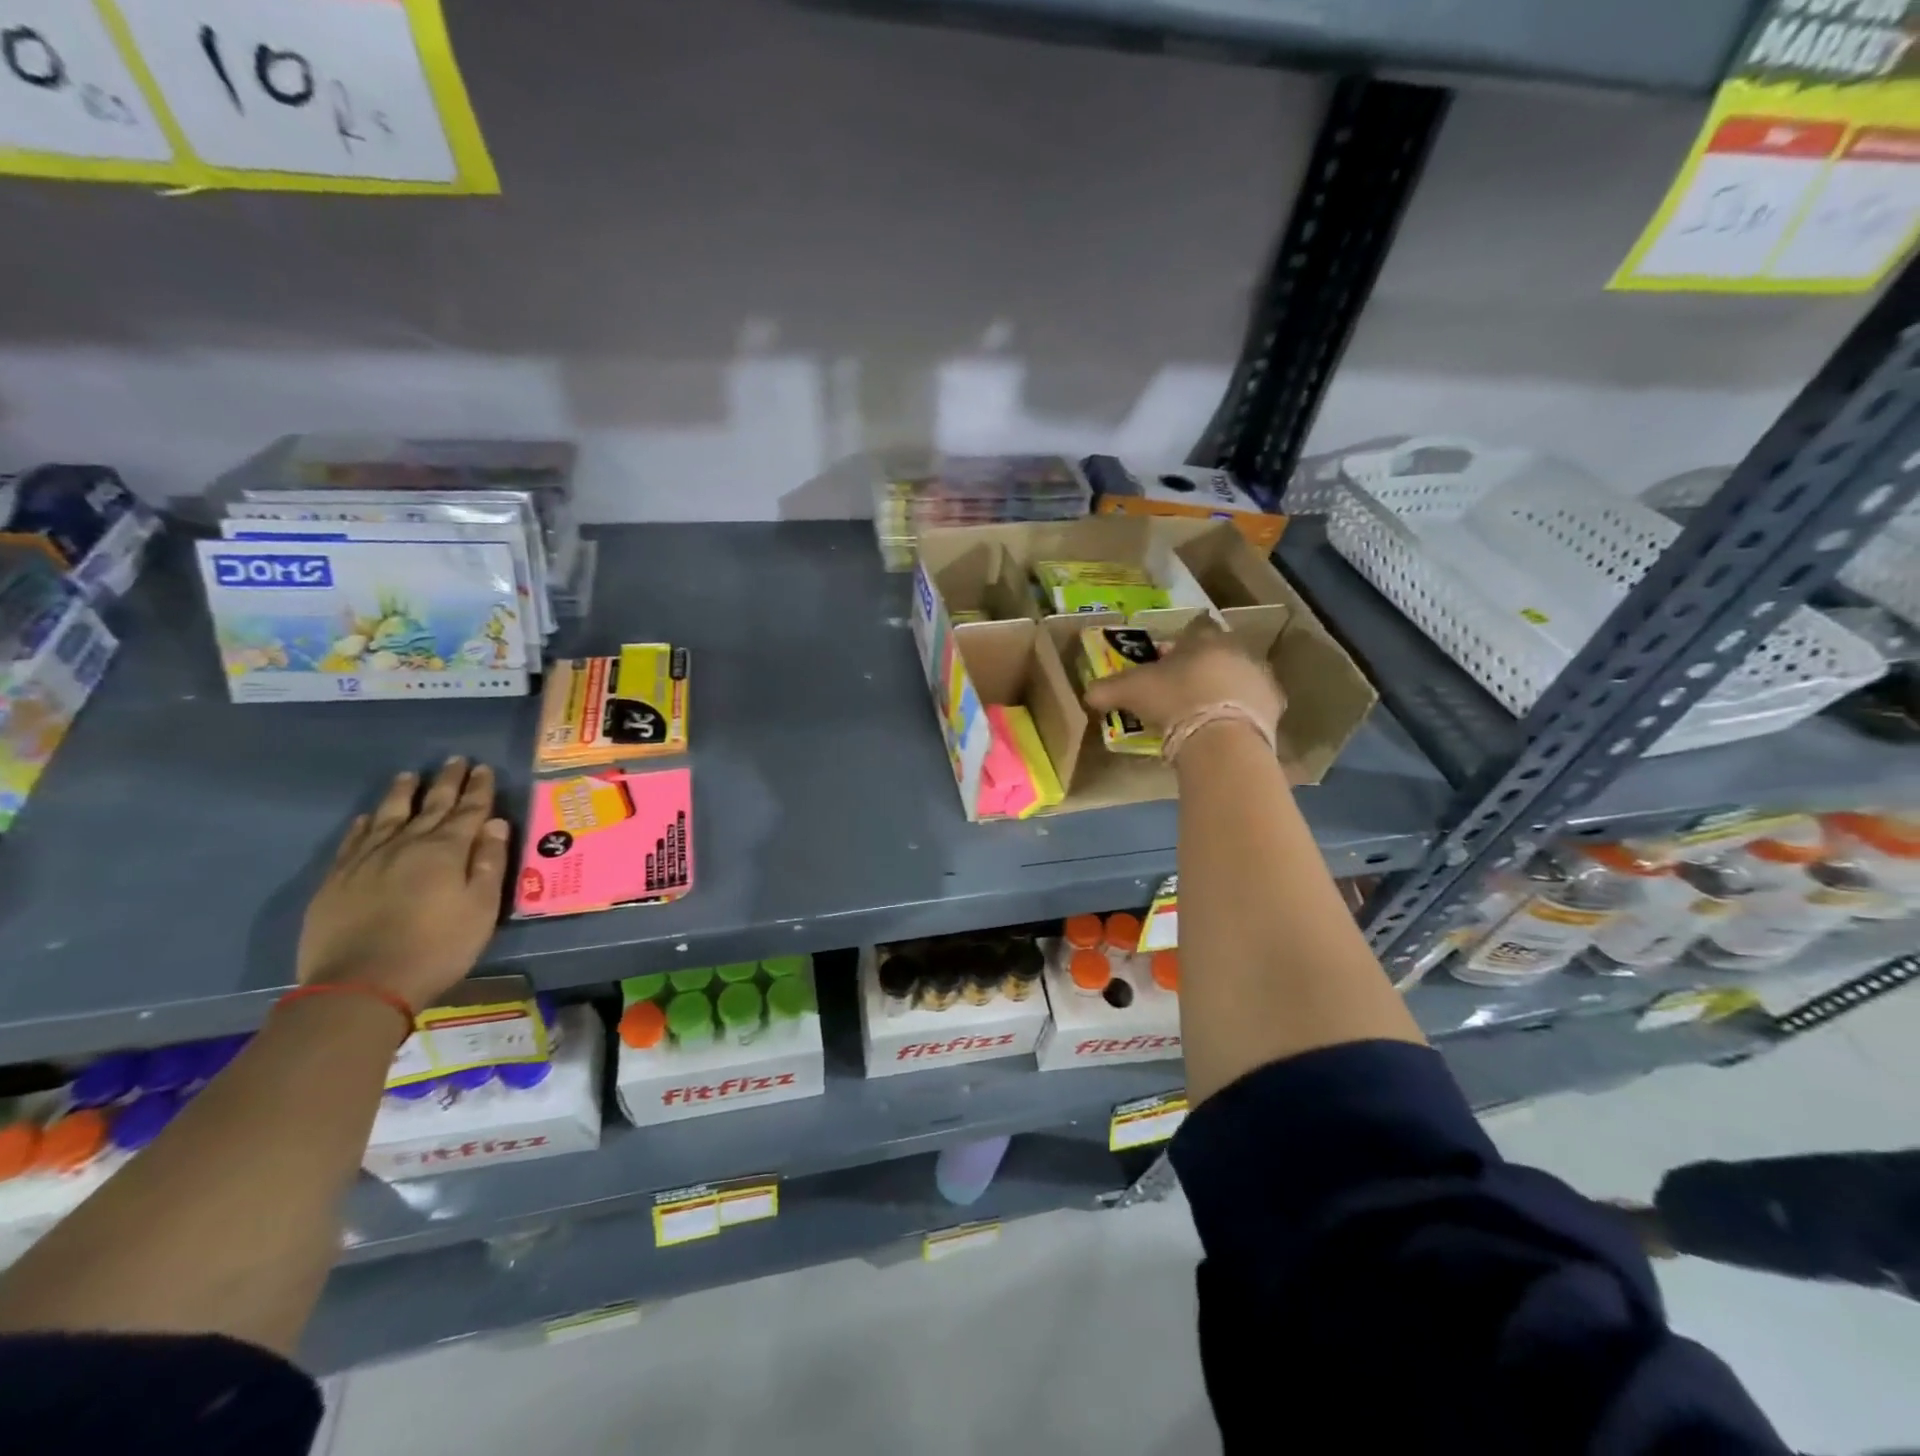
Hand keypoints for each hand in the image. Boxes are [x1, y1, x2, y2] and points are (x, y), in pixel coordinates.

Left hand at [297, 759, 510, 1011]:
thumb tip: (495, 824)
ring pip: (388, 816)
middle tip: (455, 760)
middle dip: (446, 782)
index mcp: (445, 850)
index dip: (478, 789)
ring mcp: (366, 860)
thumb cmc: (437, 947)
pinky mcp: (337, 879)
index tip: (483, 768)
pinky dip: (364, 824)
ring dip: (402, 794)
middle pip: (430, 806)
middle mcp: (406, 844)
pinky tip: (368, 817)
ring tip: (409, 776)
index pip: (468, 810)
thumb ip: (489, 863)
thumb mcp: (481, 908)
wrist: (361, 986)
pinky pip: (353, 840)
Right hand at [1083, 617, 1284, 735]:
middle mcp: (1236, 649)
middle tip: (1187, 685)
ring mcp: (1259, 675)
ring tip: (1209, 708)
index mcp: (1203, 639)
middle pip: (1220, 650)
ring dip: (1228, 685)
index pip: (1195, 627)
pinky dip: (1244, 710)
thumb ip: (1108, 689)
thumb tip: (1087, 693)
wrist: (1221, 736)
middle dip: (1206, 663)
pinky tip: (1230, 724)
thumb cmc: (1174, 700)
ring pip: (1241, 674)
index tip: (1173, 654)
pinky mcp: (1274, 704)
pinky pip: (1256, 703)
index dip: (1183, 639)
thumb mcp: (1132, 692)